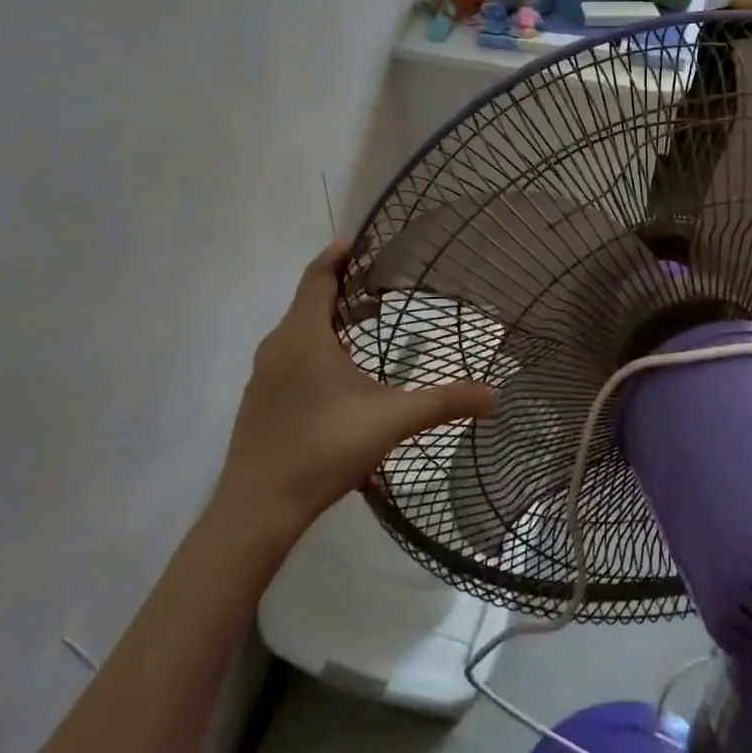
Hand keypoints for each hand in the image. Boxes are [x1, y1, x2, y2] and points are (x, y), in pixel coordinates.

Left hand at [215, 242, 497, 541]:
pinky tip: (338, 377)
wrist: (257, 509)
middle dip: (344, 289)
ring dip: (330, 321)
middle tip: (381, 288)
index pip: (318, 276)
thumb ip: (443, 403)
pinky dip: (315, 348)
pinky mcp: (260, 401)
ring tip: (365, 327)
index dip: (338, 255)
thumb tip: (495, 396)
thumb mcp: (391, 420)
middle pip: (309, 301)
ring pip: (299, 331)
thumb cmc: (323, 448)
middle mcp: (278, 346)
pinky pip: (289, 356)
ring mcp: (263, 375)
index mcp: (304, 335)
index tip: (362, 243)